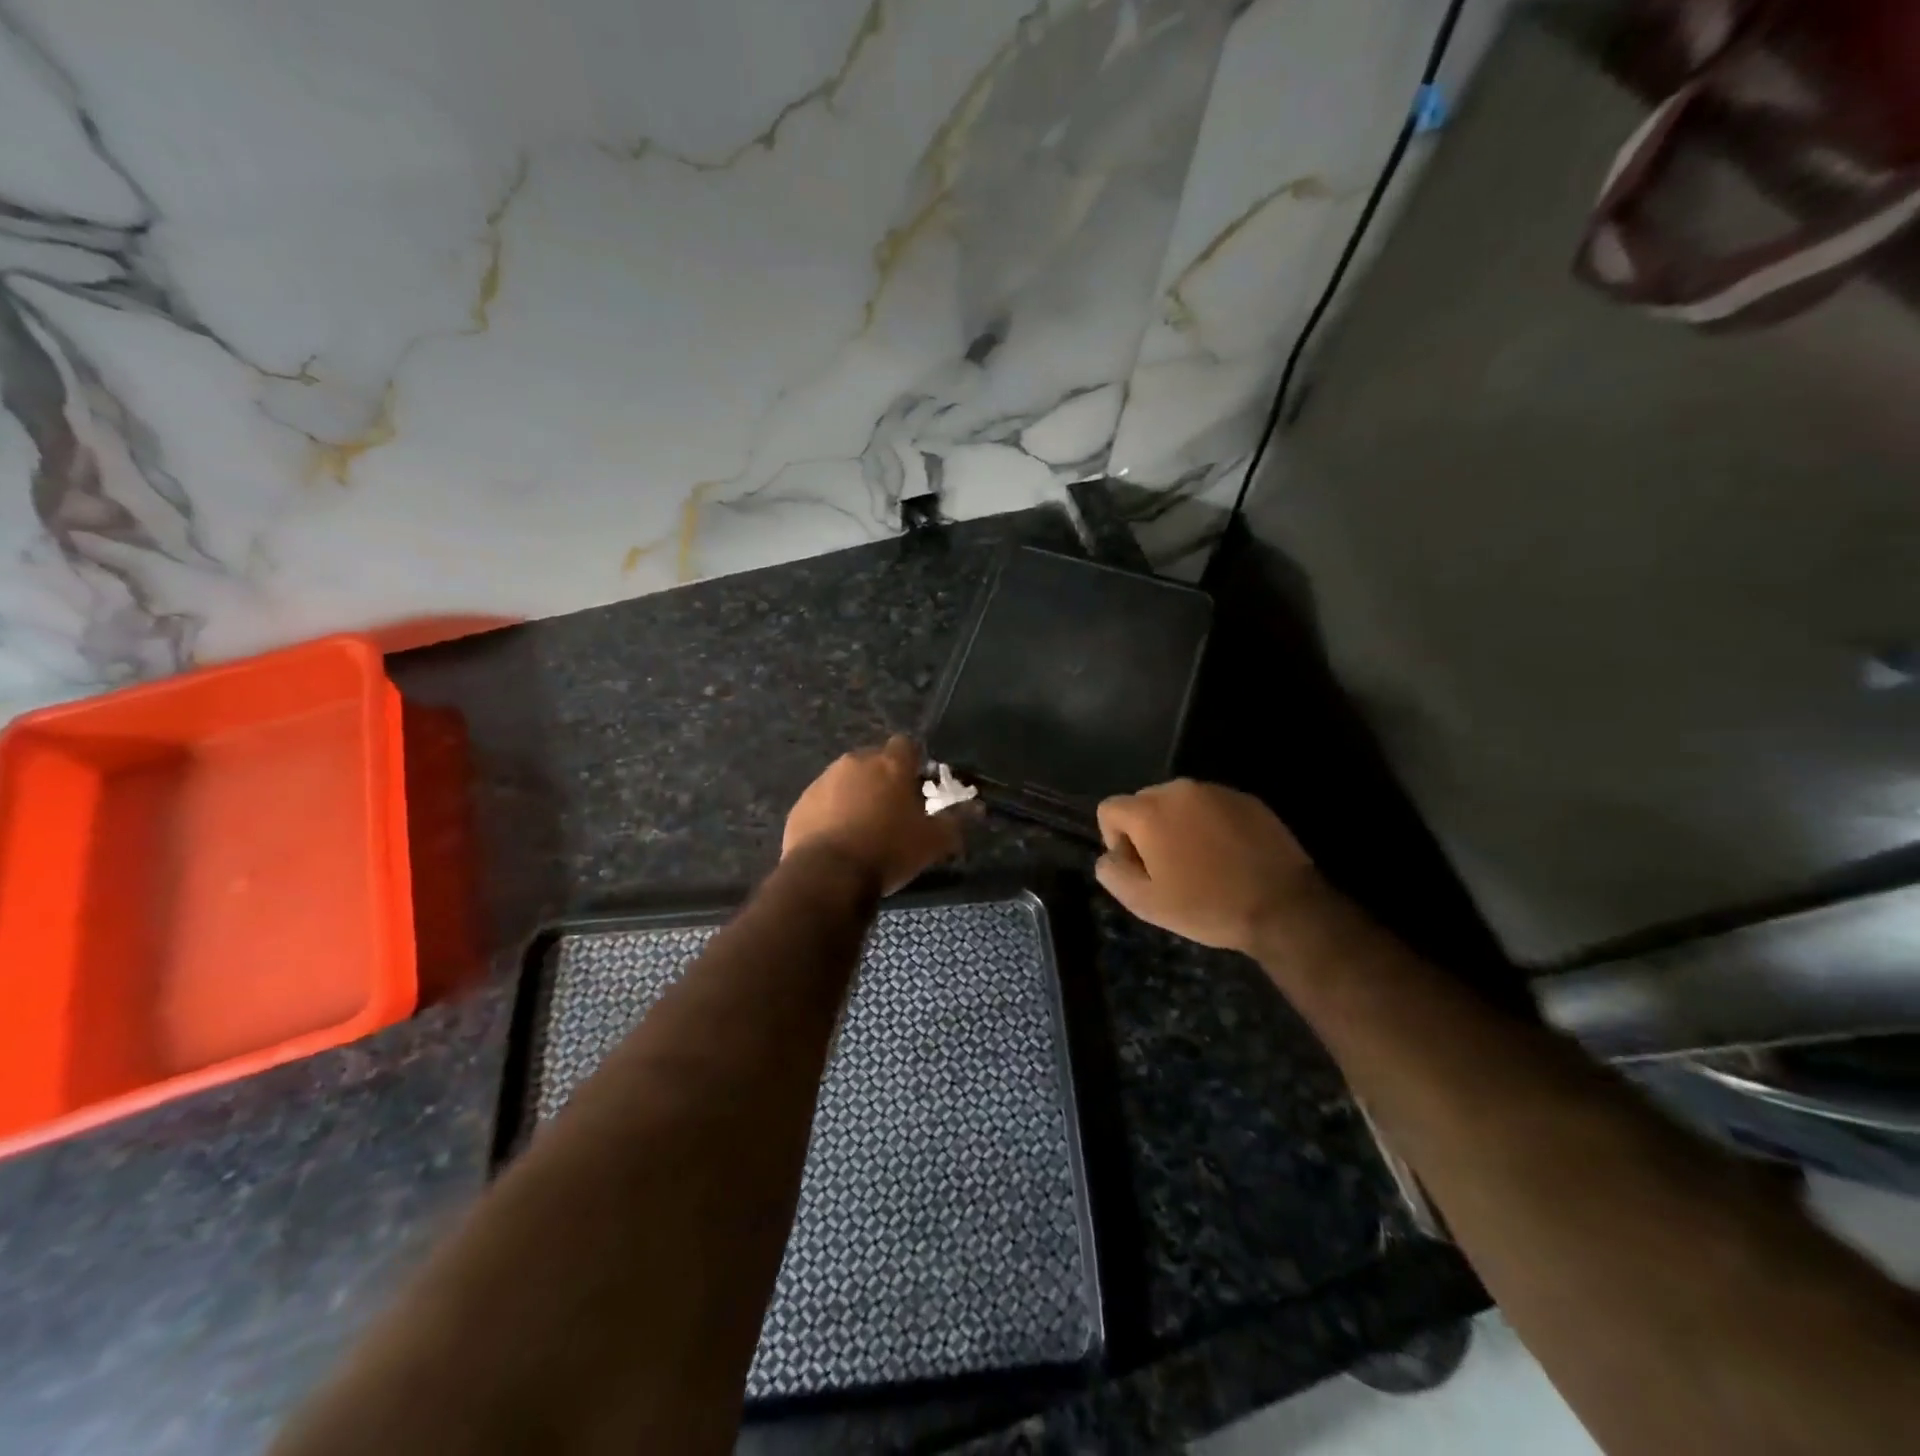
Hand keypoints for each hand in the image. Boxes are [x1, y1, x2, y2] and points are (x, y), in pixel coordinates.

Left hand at [783, 736, 963, 895]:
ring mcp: (823, 781)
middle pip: (874, 761)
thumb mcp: (933, 842)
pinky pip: (823, 801)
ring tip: (864, 828)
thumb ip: (956, 821)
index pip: (906, 744)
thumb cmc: (888, 851)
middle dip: (884, 780)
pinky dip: (832, 813)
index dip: (914, 762)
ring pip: (846, 780)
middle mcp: (855, 763)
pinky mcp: (801, 804)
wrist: (828, 875)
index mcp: (890, 764)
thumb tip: (978, 809)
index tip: (918, 785)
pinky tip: (839, 840)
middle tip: (894, 811)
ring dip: (856, 795)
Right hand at [1095, 779, 1318, 954]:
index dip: (1114, 840)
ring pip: (1179, 803)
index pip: (1109, 809)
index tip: (1139, 868)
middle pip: (1144, 802)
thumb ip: (1113, 873)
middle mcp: (1179, 790)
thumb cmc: (1207, 906)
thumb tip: (1110, 856)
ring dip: (1178, 826)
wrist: (1283, 907)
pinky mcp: (1247, 799)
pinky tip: (1228, 856)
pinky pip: (1211, 806)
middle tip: (1168, 868)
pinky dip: (1209, 825)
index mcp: (1150, 812)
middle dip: (1146, 830)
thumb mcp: (1145, 904)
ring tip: (1201, 862)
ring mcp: (1216, 791)